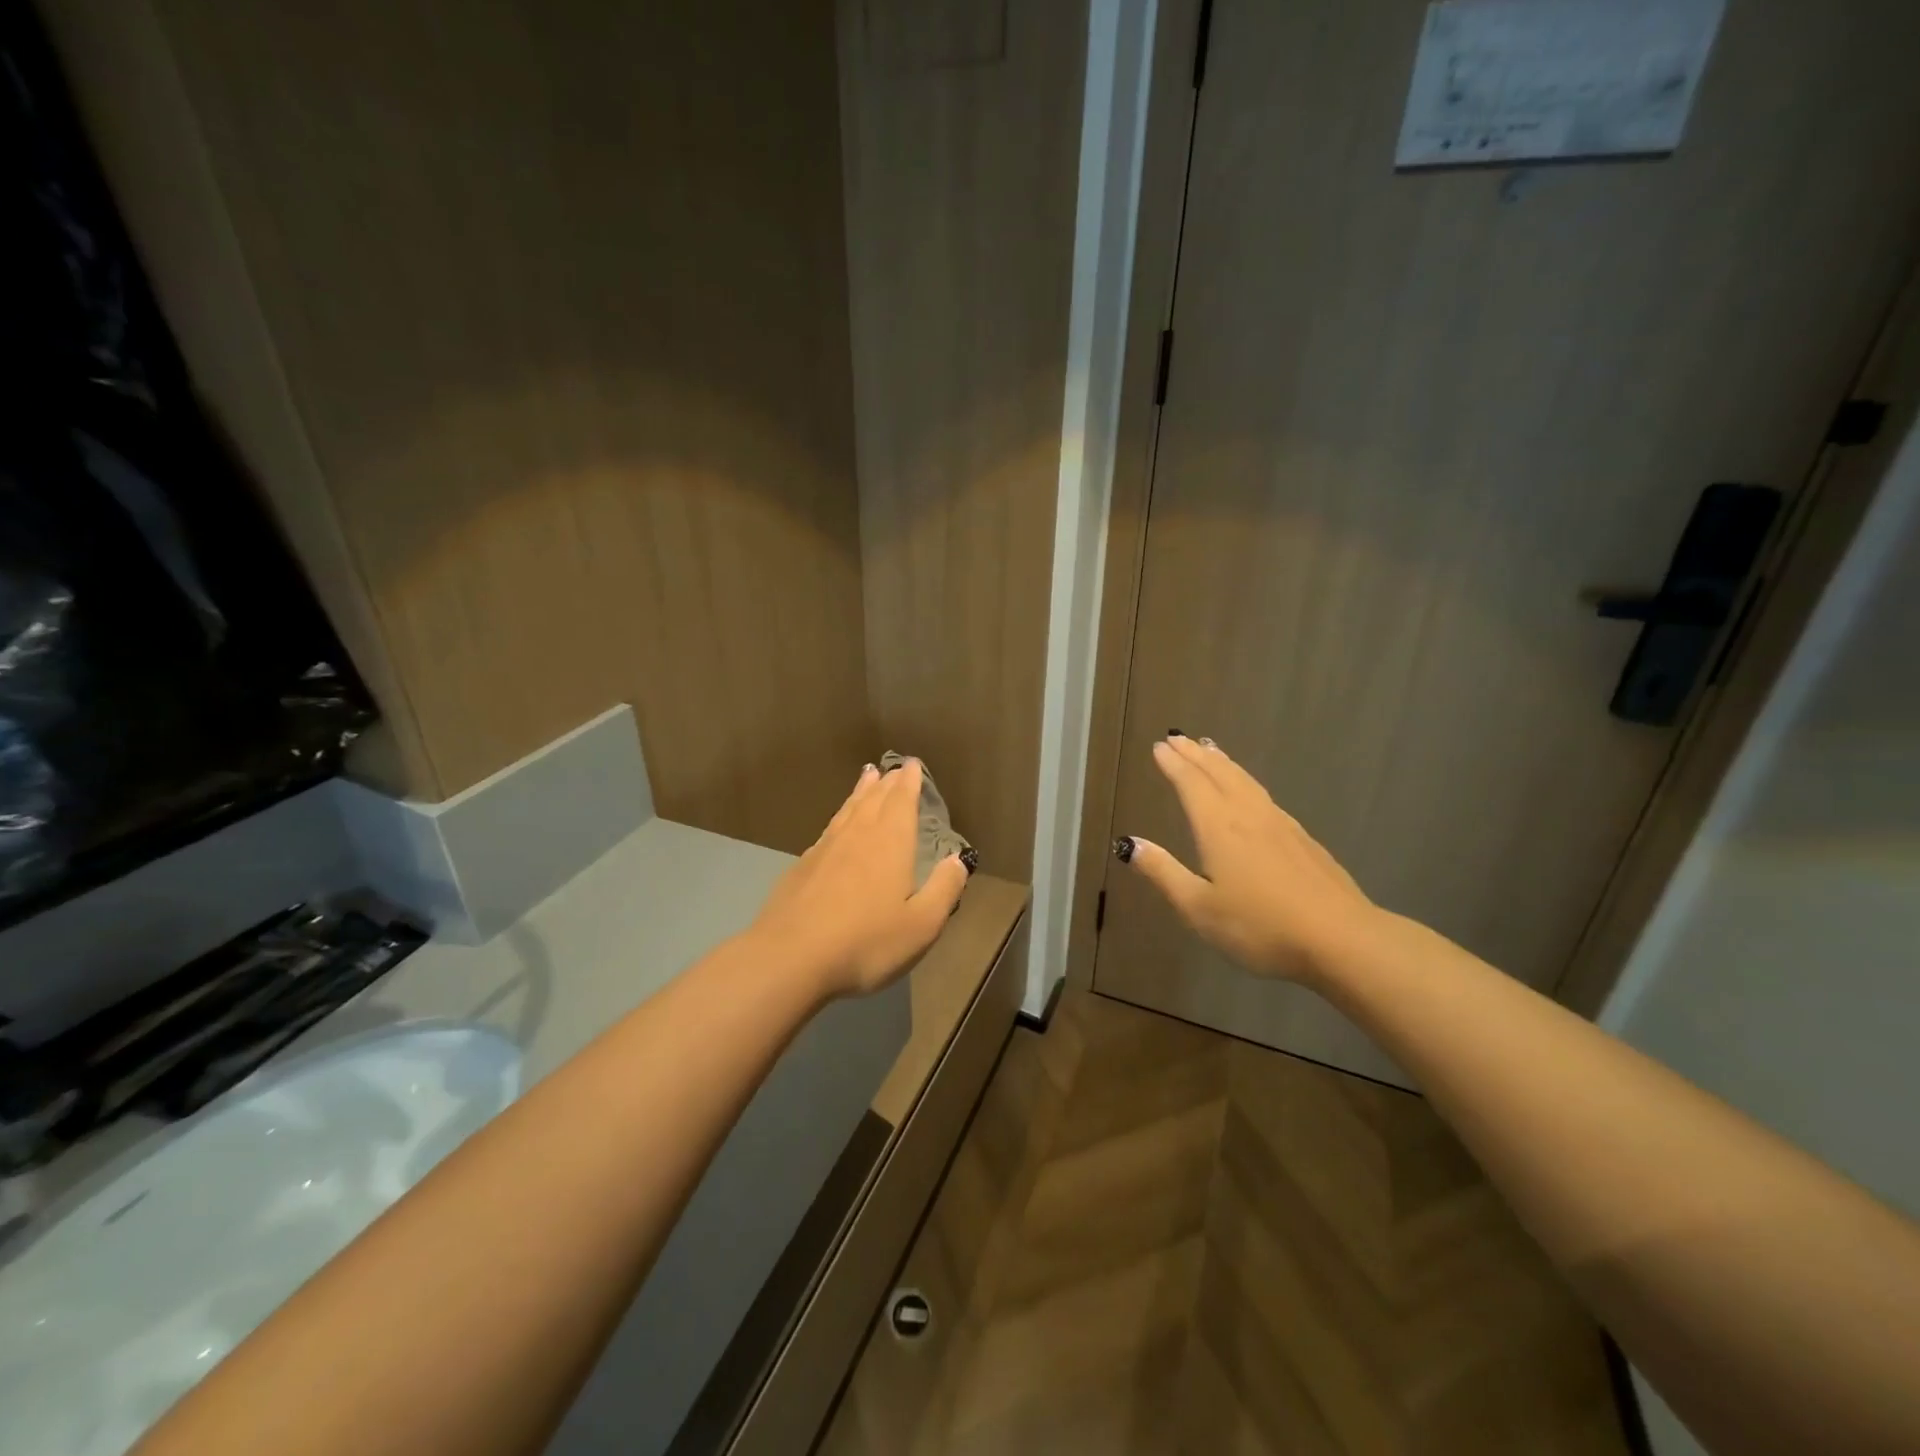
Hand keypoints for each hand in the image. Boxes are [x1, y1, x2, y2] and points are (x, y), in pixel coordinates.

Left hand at [748, 760, 970, 998]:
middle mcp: (858, 835)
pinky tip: (837, 825)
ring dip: (861, 791)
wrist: (790, 957)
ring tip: (868, 776)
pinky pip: (828, 829)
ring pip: (848, 809)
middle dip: (888, 782)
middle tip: (895, 768)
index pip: (902, 801)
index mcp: (890, 843)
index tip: (913, 764)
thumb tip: (959, 858)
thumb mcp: (921, 924)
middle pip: (875, 799)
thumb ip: (944, 889)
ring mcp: (825, 849)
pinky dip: (839, 817)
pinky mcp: (802, 867)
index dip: (909, 781)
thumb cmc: (865, 942)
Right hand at [1117, 733, 1377, 983]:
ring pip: (1245, 781)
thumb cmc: (1260, 927)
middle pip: (1219, 774)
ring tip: (1211, 749)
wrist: (1342, 939)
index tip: (1159, 747)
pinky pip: (1264, 795)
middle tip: (1178, 738)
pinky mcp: (1303, 840)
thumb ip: (1163, 873)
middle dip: (1196, 755)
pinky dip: (1247, 781)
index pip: (1191, 785)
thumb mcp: (1199, 908)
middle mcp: (1248, 816)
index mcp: (1219, 828)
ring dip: (1223, 762)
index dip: (1173, 764)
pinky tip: (1251, 792)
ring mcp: (1280, 825)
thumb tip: (1129, 843)